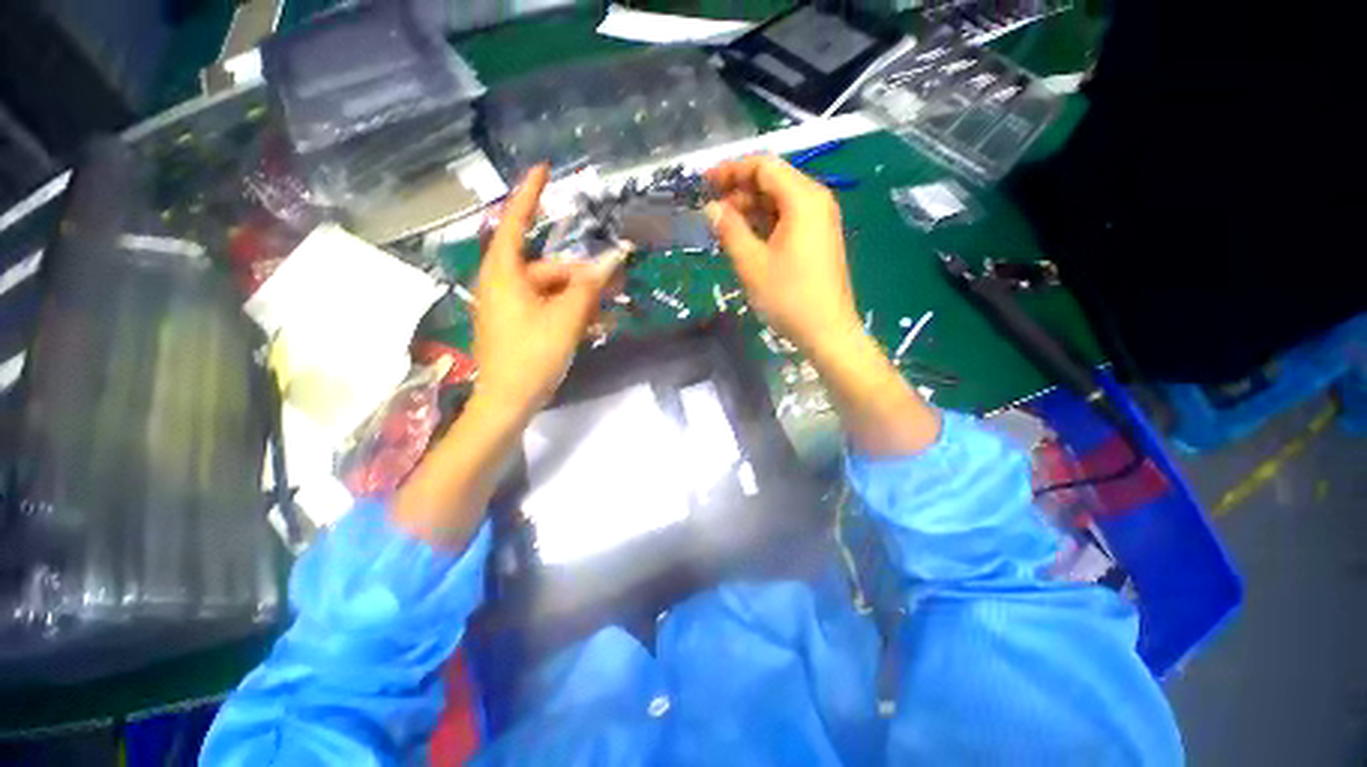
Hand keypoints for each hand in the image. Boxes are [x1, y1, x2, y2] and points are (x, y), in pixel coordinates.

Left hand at [472, 164, 627, 418]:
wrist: (509, 401)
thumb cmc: (533, 355)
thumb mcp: (567, 318)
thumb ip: (590, 286)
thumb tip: (615, 258)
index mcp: (504, 273)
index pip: (515, 222)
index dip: (529, 194)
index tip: (544, 169)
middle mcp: (503, 283)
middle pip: (548, 267)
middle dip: (582, 275)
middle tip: (615, 281)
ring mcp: (509, 306)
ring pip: (551, 290)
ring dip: (581, 297)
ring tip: (609, 308)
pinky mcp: (517, 324)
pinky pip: (547, 307)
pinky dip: (569, 312)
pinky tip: (594, 324)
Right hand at [705, 156, 862, 358]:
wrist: (827, 331)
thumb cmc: (788, 297)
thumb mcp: (752, 263)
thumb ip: (729, 230)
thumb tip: (711, 208)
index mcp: (803, 199)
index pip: (763, 166)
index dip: (730, 170)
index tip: (703, 183)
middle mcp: (815, 201)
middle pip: (773, 181)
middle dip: (739, 191)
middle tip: (710, 210)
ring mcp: (819, 221)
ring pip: (779, 202)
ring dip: (750, 209)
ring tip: (722, 227)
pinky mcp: (818, 240)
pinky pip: (787, 220)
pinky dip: (764, 224)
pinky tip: (745, 239)